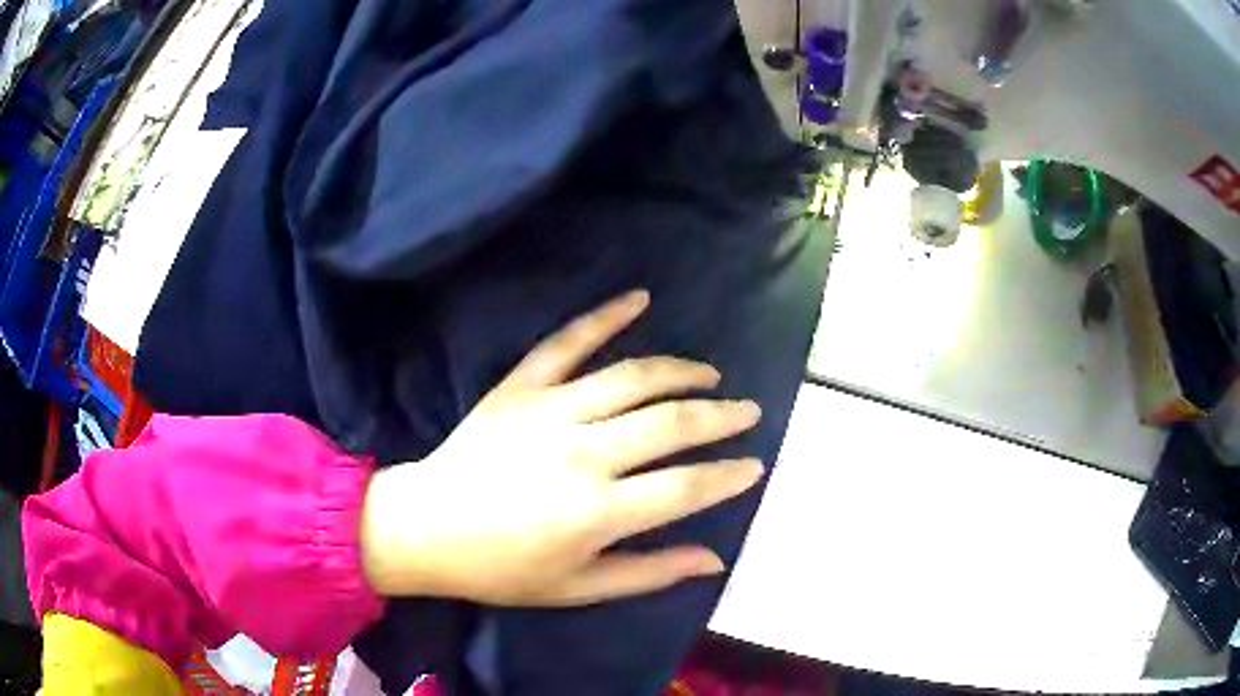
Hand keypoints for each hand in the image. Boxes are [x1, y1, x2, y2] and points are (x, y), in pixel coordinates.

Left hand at [360, 290, 763, 606]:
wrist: (425, 528)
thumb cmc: (501, 570)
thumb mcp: (578, 589)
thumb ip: (649, 573)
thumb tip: (714, 559)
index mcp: (597, 512)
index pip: (686, 486)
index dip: (729, 475)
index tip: (754, 465)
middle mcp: (582, 453)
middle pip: (671, 423)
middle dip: (721, 416)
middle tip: (748, 412)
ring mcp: (549, 410)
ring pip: (633, 377)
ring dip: (682, 372)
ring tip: (710, 376)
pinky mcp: (520, 386)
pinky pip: (568, 341)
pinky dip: (606, 315)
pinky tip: (640, 299)